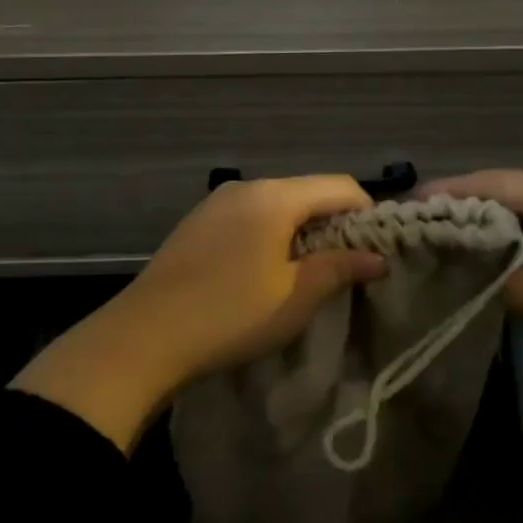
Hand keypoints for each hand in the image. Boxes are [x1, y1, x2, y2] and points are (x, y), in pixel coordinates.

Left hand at [11, 176, 386, 449]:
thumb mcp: (295, 296)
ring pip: (277, 205)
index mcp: (274, 196)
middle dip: (334, 224)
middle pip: (307, 192)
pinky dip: (270, 234)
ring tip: (306, 273)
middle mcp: (245, 187)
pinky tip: (264, 271)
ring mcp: (215, 203)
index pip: (339, 186)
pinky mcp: (196, 223)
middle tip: (346, 267)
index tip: (376, 250)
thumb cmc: (231, 314)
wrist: (144, 336)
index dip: (367, 213)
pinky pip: (248, 217)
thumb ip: (340, 267)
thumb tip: (377, 256)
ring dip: (301, 231)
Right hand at [421, 170, 522, 419]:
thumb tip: (478, 288)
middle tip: (421, 232)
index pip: (488, 183)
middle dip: (461, 209)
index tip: (404, 205)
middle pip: (505, 194)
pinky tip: (508, 270)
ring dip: (491, 230)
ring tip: (453, 250)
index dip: (444, 191)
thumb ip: (515, 289)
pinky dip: (519, 247)